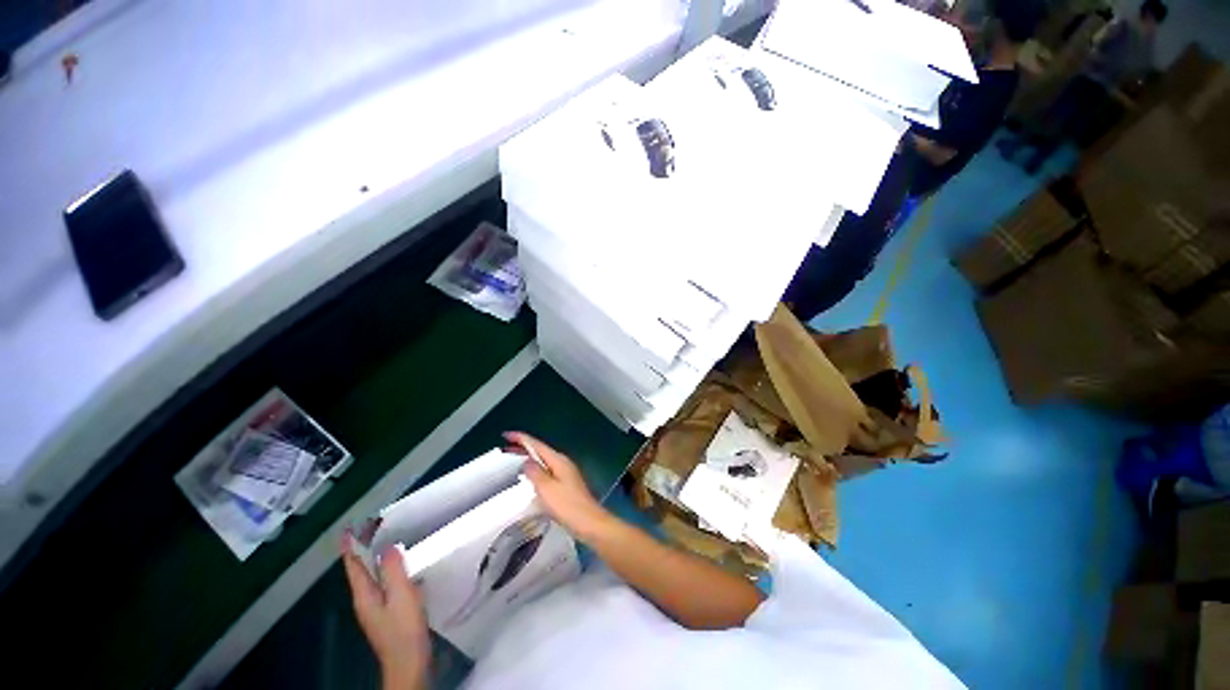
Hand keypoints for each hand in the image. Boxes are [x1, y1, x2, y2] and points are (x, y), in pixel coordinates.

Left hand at [342, 534, 430, 689]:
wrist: (409, 661)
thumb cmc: (404, 628)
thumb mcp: (401, 595)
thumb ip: (394, 570)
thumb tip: (388, 547)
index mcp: (364, 594)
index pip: (353, 565)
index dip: (350, 546)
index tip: (349, 528)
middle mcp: (364, 599)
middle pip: (359, 570)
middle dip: (361, 549)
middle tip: (371, 527)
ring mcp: (375, 607)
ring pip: (370, 576)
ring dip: (373, 558)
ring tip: (384, 540)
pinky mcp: (387, 611)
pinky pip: (382, 583)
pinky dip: (385, 569)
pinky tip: (398, 566)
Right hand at [505, 432, 615, 543]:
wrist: (589, 523)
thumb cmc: (567, 506)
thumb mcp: (546, 489)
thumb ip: (535, 473)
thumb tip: (527, 461)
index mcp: (558, 460)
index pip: (537, 445)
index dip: (521, 438)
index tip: (505, 435)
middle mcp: (562, 463)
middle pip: (540, 451)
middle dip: (523, 448)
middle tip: (505, 448)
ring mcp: (565, 473)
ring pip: (543, 461)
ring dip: (529, 459)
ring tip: (513, 460)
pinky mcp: (565, 484)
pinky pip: (546, 472)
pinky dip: (535, 470)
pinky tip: (529, 478)